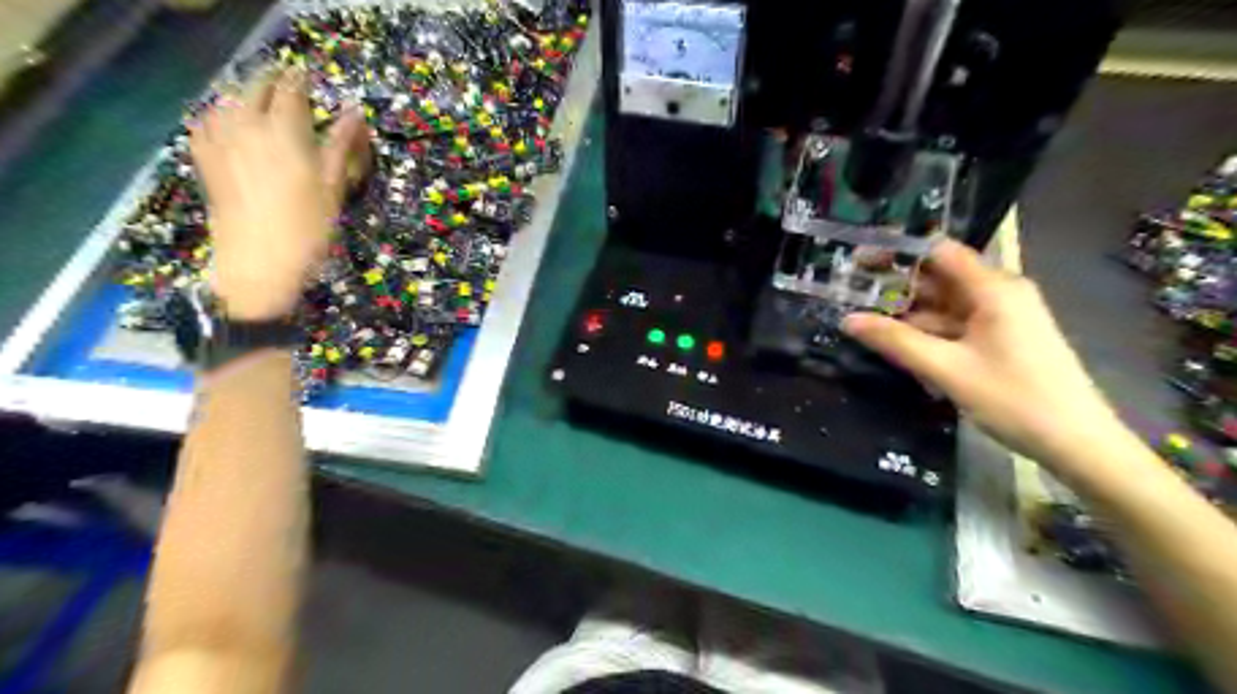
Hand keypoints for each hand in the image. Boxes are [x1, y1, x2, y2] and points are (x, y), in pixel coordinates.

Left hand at [183, 66, 365, 318]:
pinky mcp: (206, 160)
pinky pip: (206, 123)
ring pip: (228, 101)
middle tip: (287, 84)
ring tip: (260, 99)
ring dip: (244, 93)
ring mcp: (220, 141)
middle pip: (255, 88)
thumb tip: (355, 113)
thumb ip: (342, 145)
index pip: (291, 91)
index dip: (300, 80)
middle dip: (271, 80)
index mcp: (285, 131)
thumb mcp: (334, 187)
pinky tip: (227, 122)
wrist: (258, 262)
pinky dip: (219, 114)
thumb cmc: (308, 227)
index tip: (308, 76)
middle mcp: (247, 126)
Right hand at [846, 237, 1128, 470]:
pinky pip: (956, 325)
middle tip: (851, 295)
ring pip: (945, 304)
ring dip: (908, 312)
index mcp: (993, 289)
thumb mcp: (946, 369)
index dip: (897, 252)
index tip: (858, 263)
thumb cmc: (1014, 399)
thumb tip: (847, 319)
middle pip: (939, 277)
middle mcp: (999, 293)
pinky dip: (928, 331)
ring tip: (864, 321)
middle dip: (896, 285)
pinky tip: (898, 344)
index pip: (938, 252)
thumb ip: (895, 341)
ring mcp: (1002, 317)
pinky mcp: (1001, 339)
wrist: (1077, 443)